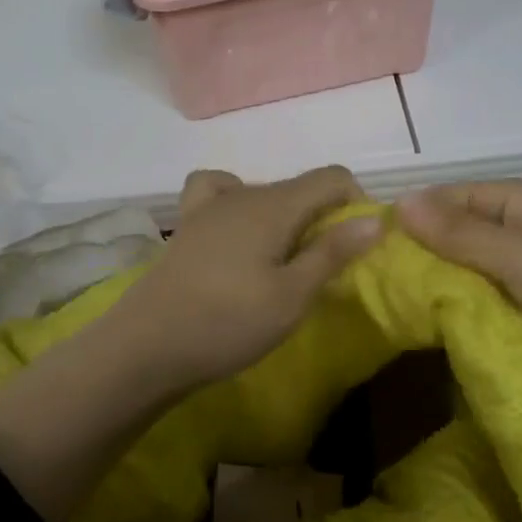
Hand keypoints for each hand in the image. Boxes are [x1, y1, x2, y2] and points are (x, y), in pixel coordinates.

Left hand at [116, 166, 384, 390]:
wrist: (147, 345)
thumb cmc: (228, 323)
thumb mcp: (291, 296)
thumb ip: (332, 253)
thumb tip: (374, 219)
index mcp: (275, 204)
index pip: (331, 176)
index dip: (356, 201)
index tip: (360, 243)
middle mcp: (243, 193)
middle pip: (298, 187)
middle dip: (323, 216)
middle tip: (324, 270)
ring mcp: (209, 206)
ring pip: (263, 193)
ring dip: (286, 217)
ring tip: (284, 260)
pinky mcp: (187, 225)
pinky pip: (217, 193)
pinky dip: (236, 202)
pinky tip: (236, 232)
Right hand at [395, 180, 521, 392]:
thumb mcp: (512, 252)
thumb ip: (454, 232)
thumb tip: (398, 201)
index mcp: (515, 199)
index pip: (448, 198)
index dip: (414, 218)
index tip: (374, 248)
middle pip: (462, 236)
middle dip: (430, 258)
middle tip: (384, 288)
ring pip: (481, 272)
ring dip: (455, 289)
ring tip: (407, 313)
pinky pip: (503, 300)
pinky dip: (482, 311)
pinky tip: (452, 330)